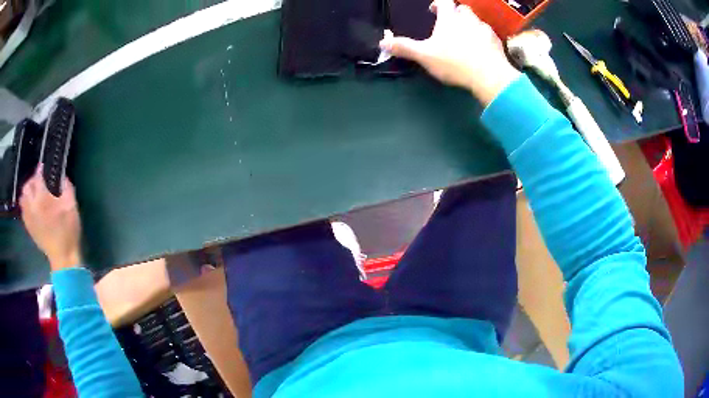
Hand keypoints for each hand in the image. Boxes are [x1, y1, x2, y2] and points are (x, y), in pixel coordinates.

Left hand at [20, 166, 81, 270]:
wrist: (63, 257)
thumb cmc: (68, 231)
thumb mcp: (71, 206)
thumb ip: (66, 187)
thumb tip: (62, 175)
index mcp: (43, 199)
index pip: (37, 177)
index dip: (40, 170)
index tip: (44, 168)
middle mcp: (32, 206)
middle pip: (27, 187)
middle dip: (32, 181)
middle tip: (38, 182)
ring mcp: (29, 218)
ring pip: (23, 198)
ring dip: (27, 193)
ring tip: (34, 194)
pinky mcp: (29, 228)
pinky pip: (23, 211)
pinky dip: (25, 205)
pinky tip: (31, 207)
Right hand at [380, 0, 519, 105]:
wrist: (489, 76)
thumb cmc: (454, 62)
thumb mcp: (424, 56)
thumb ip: (404, 47)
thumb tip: (382, 42)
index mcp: (449, 18)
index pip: (443, 2)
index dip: (438, 4)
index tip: (434, 10)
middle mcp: (468, 19)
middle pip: (462, 9)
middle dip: (456, 13)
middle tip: (451, 24)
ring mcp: (484, 30)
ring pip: (477, 21)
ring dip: (470, 25)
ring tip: (466, 37)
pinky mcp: (497, 42)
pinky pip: (489, 35)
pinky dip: (483, 38)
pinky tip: (481, 49)